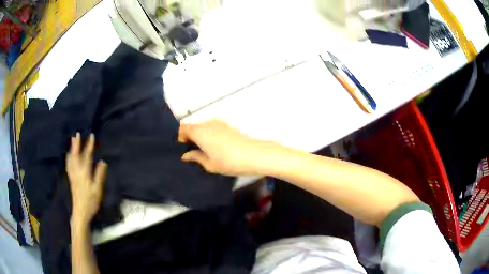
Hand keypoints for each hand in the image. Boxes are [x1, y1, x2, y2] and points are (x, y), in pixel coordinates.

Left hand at [67, 133, 106, 225]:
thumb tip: (102, 162)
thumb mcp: (97, 189)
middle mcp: (77, 171)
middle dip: (76, 144)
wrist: (80, 211)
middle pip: (76, 155)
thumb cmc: (90, 201)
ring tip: (72, 141)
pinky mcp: (71, 179)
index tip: (92, 136)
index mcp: (84, 172)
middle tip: (77, 134)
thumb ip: (99, 175)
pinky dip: (69, 157)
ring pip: (71, 158)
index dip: (89, 145)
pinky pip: (69, 164)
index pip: (87, 156)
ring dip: (71, 149)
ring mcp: (73, 174)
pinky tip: (69, 156)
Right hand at [178, 120, 278, 175]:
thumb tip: (185, 155)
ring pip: (204, 127)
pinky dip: (210, 135)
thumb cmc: (229, 161)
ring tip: (205, 151)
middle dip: (190, 137)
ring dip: (201, 136)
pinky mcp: (228, 126)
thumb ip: (195, 157)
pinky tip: (216, 147)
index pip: (183, 128)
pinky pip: (213, 128)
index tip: (184, 148)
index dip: (180, 137)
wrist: (255, 155)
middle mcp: (207, 123)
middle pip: (193, 126)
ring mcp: (219, 123)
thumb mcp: (209, 164)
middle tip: (193, 151)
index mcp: (200, 131)